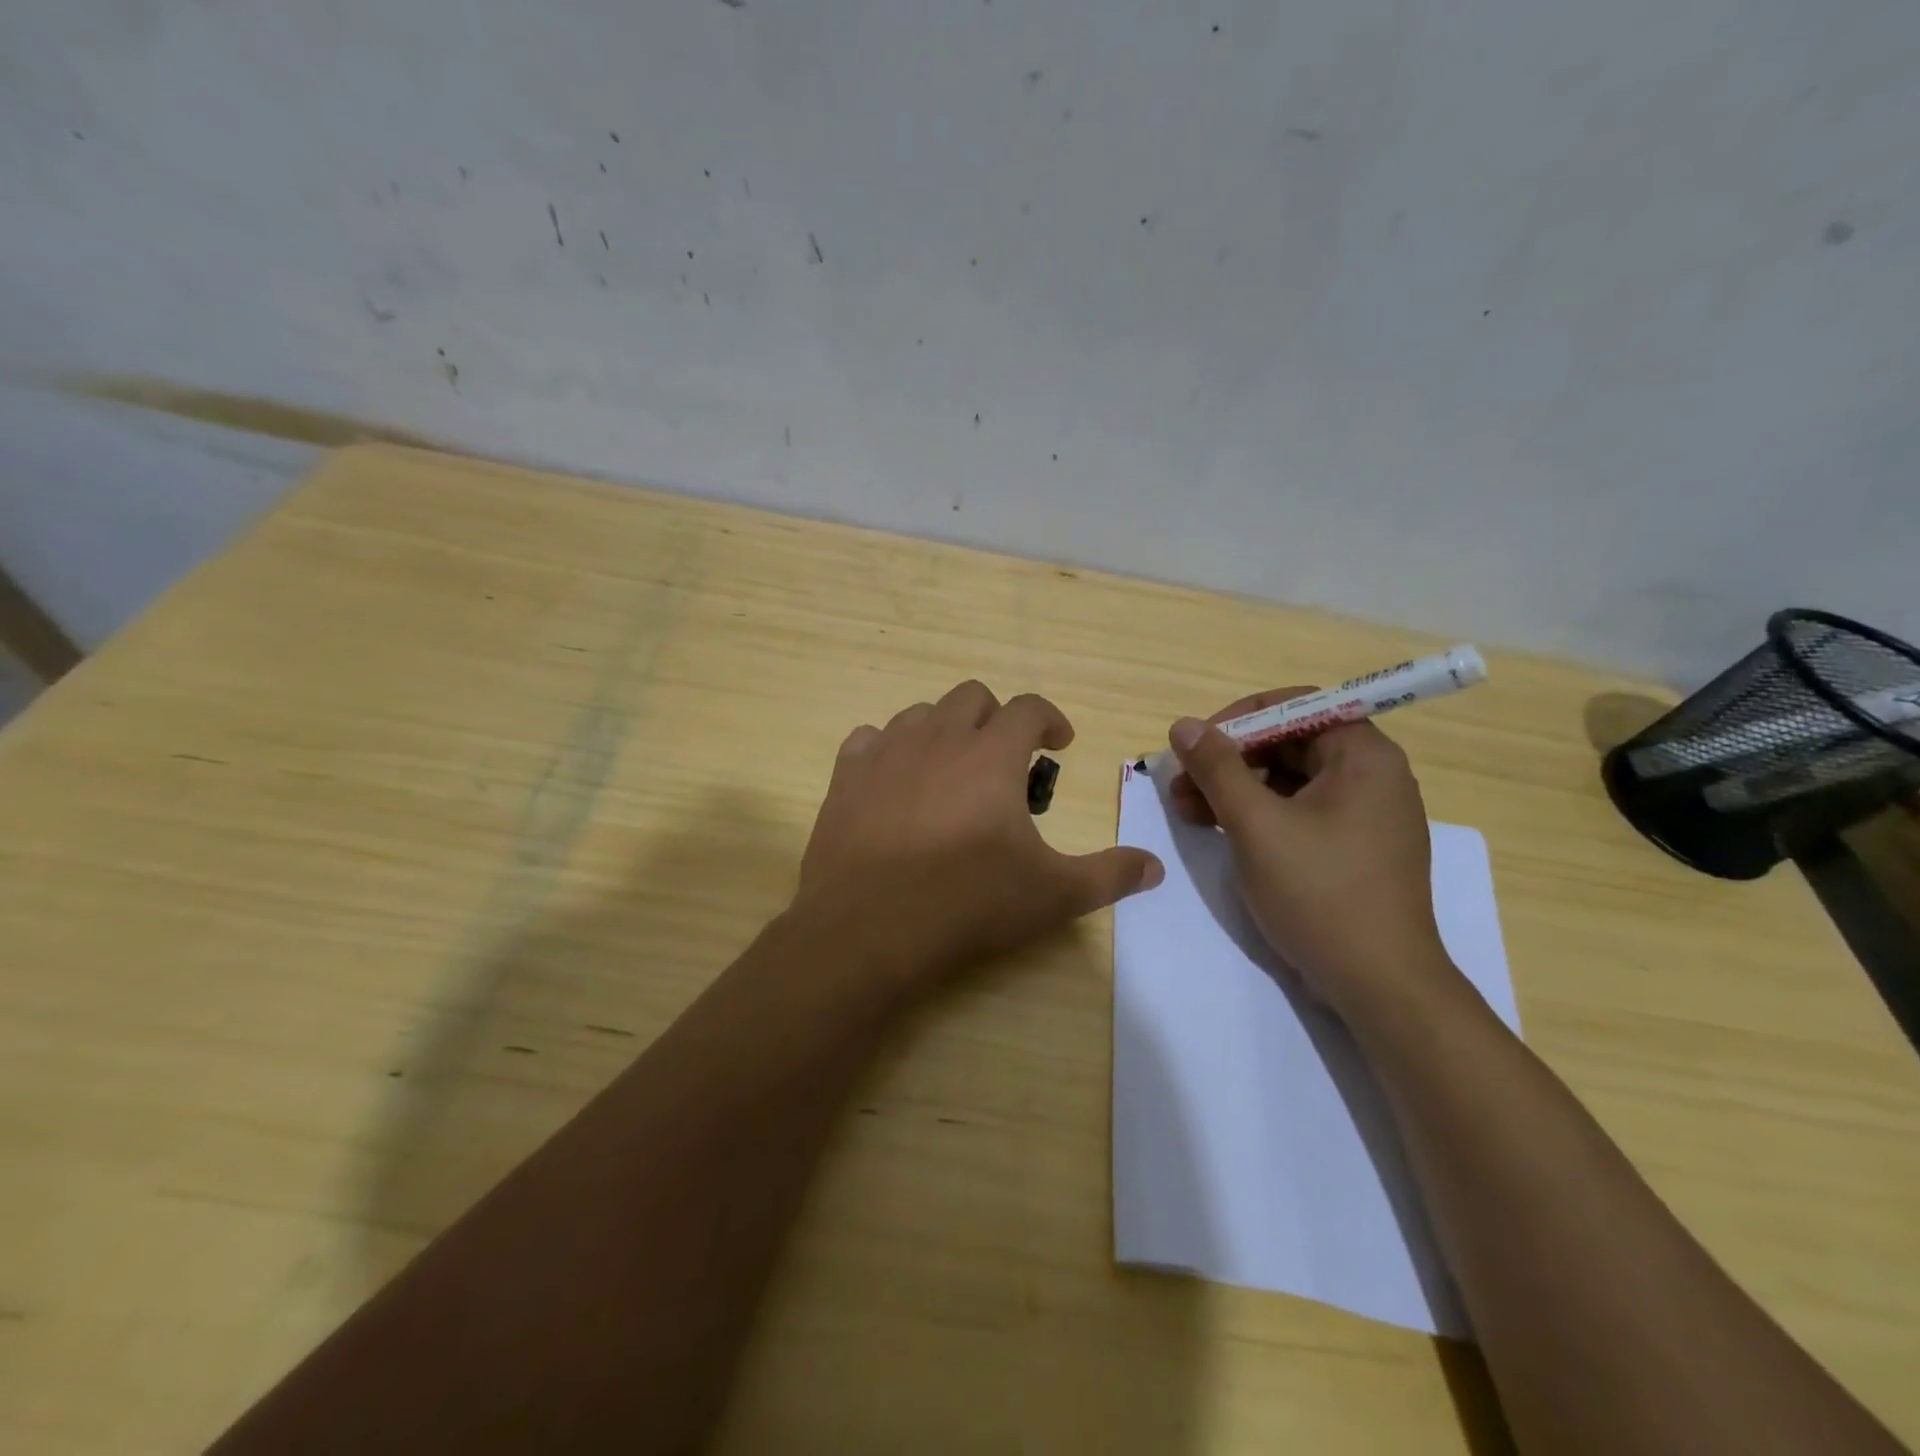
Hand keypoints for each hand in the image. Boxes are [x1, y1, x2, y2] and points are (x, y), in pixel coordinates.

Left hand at [793, 681, 1163, 987]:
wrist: (868, 928)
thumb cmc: (968, 902)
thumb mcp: (1053, 894)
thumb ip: (1109, 874)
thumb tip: (1155, 867)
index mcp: (992, 755)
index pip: (1029, 708)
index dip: (1050, 719)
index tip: (1060, 744)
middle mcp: (939, 737)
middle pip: (972, 696)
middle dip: (996, 718)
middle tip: (1006, 758)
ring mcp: (886, 752)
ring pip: (921, 713)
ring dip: (945, 729)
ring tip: (953, 768)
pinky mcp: (845, 776)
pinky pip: (869, 739)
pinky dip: (889, 749)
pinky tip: (896, 780)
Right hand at [1167, 688, 1448, 1013]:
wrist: (1379, 984)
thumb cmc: (1320, 893)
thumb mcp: (1256, 824)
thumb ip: (1217, 768)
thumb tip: (1184, 725)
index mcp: (1363, 756)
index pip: (1295, 706)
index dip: (1238, 719)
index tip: (1196, 745)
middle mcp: (1372, 775)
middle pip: (1289, 743)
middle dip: (1229, 759)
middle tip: (1181, 784)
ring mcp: (1365, 814)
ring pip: (1289, 779)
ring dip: (1235, 788)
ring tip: (1187, 810)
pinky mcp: (1353, 848)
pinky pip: (1299, 811)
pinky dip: (1258, 814)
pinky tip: (1219, 830)